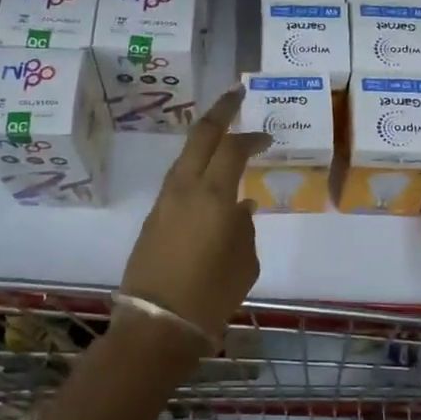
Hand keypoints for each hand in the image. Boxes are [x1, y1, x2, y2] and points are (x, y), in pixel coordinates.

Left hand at [121, 88, 269, 344]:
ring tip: (223, 135)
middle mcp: (185, 189)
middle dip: (220, 111)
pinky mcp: (153, 218)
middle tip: (236, 94)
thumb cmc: (211, 296)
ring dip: (204, 141)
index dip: (251, 137)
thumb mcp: (244, 263)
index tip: (267, 137)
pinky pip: (178, 181)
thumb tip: (240, 207)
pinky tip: (209, 181)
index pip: (232, 149)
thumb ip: (245, 228)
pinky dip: (195, 169)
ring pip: (185, 157)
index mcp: (213, 196)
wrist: (158, 324)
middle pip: (201, 136)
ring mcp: (164, 201)